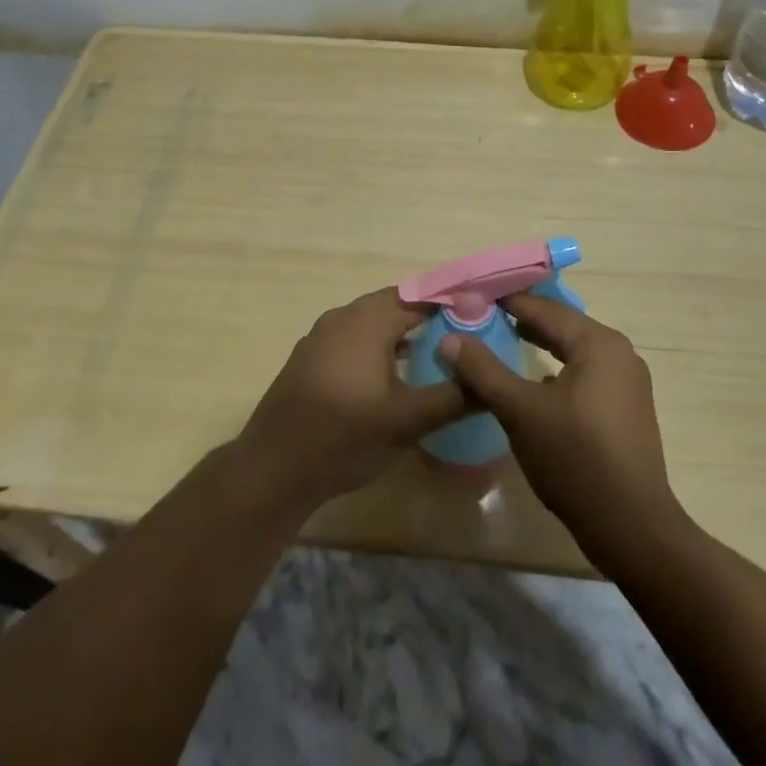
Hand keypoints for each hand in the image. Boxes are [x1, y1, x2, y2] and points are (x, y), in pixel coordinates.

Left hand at [236, 288, 465, 511]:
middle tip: (461, 338)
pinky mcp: (309, 357)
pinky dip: (377, 346)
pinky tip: (391, 375)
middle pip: (394, 304)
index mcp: (368, 320)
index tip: (480, 317)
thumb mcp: (407, 420)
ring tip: (433, 355)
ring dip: (401, 333)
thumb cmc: (344, 437)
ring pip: (371, 322)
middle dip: (427, 317)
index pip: (420, 297)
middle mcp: (343, 317)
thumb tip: (491, 384)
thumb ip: (453, 397)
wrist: (274, 467)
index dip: (451, 304)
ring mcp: (321, 336)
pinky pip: (353, 338)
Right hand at [439, 292, 679, 555]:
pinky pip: (584, 374)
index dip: (506, 301)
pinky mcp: (625, 409)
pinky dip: (556, 370)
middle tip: (480, 316)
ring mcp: (627, 382)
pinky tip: (534, 383)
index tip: (471, 296)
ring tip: (502, 340)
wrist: (632, 529)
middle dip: (521, 320)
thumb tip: (451, 339)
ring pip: (573, 351)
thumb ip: (484, 370)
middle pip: (561, 326)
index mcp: (598, 343)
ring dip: (539, 345)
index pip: (543, 308)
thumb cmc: (575, 460)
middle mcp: (618, 353)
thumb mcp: (520, 411)